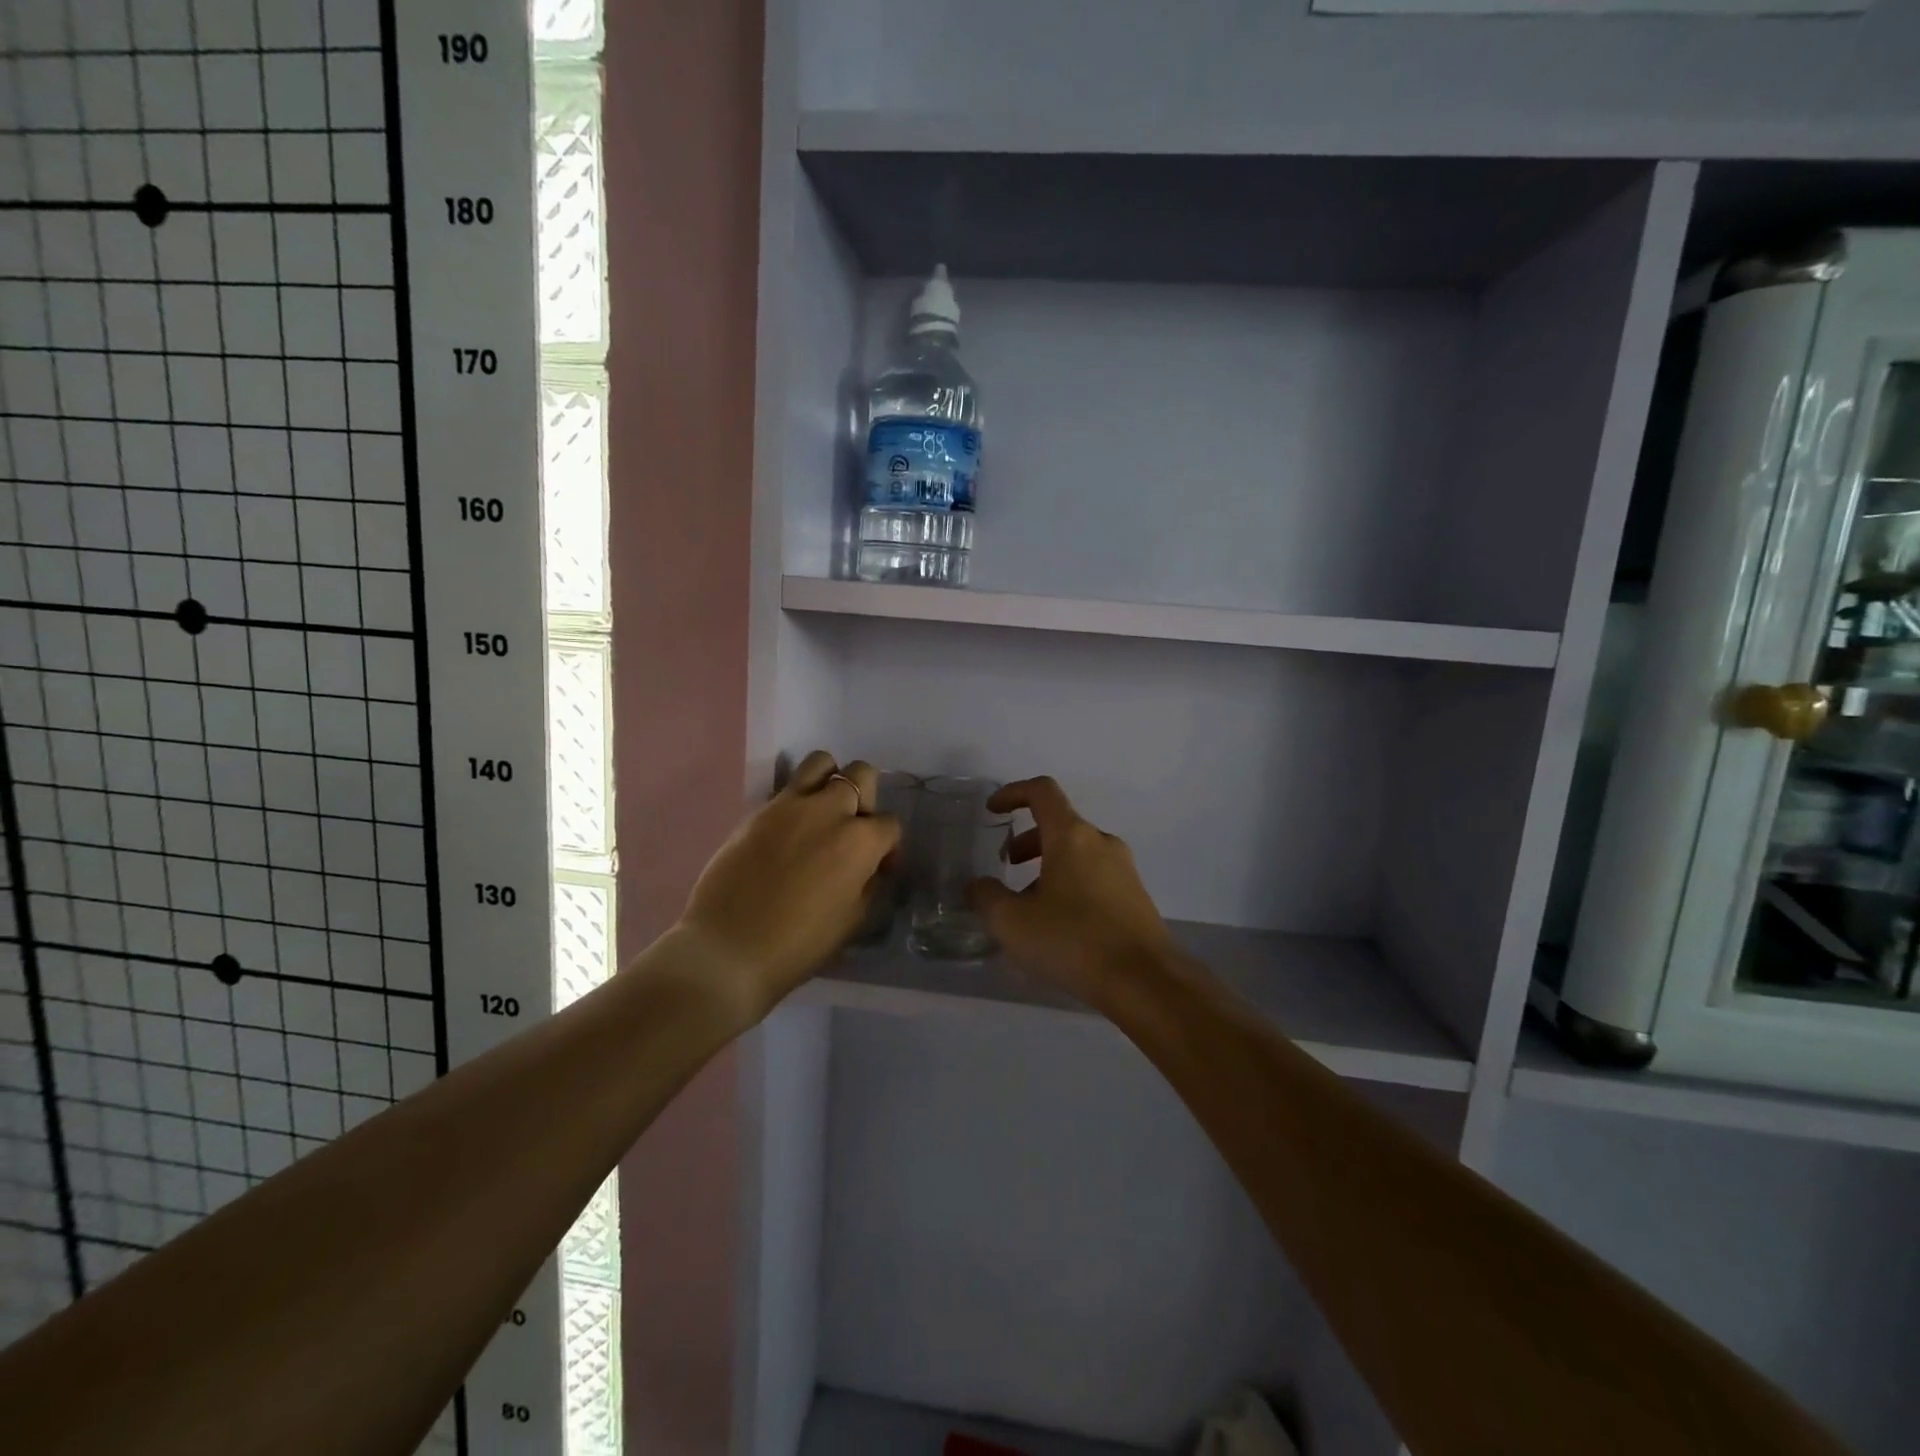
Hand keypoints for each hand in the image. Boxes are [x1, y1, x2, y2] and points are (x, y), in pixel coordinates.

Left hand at [678, 751, 900, 1016]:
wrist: (728, 950)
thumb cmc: (799, 946)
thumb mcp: (853, 921)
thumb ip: (868, 883)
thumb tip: (871, 866)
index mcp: (860, 841)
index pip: (890, 824)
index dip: (888, 846)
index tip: (878, 867)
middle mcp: (829, 811)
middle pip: (861, 775)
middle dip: (866, 798)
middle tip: (853, 828)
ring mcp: (790, 805)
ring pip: (821, 762)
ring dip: (830, 781)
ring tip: (822, 810)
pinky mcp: (758, 810)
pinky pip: (786, 787)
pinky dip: (797, 798)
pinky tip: (789, 828)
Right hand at [968, 776, 1175, 1008]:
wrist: (1145, 982)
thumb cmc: (1073, 941)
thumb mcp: (1012, 922)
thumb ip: (986, 897)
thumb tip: (977, 886)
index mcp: (1071, 836)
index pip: (1042, 791)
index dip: (1013, 793)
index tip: (993, 811)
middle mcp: (1101, 842)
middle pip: (1059, 824)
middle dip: (1027, 840)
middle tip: (1007, 867)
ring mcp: (1124, 869)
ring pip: (1077, 853)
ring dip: (1048, 866)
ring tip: (1029, 904)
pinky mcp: (1135, 896)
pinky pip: (1095, 876)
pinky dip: (1070, 884)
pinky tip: (1059, 925)